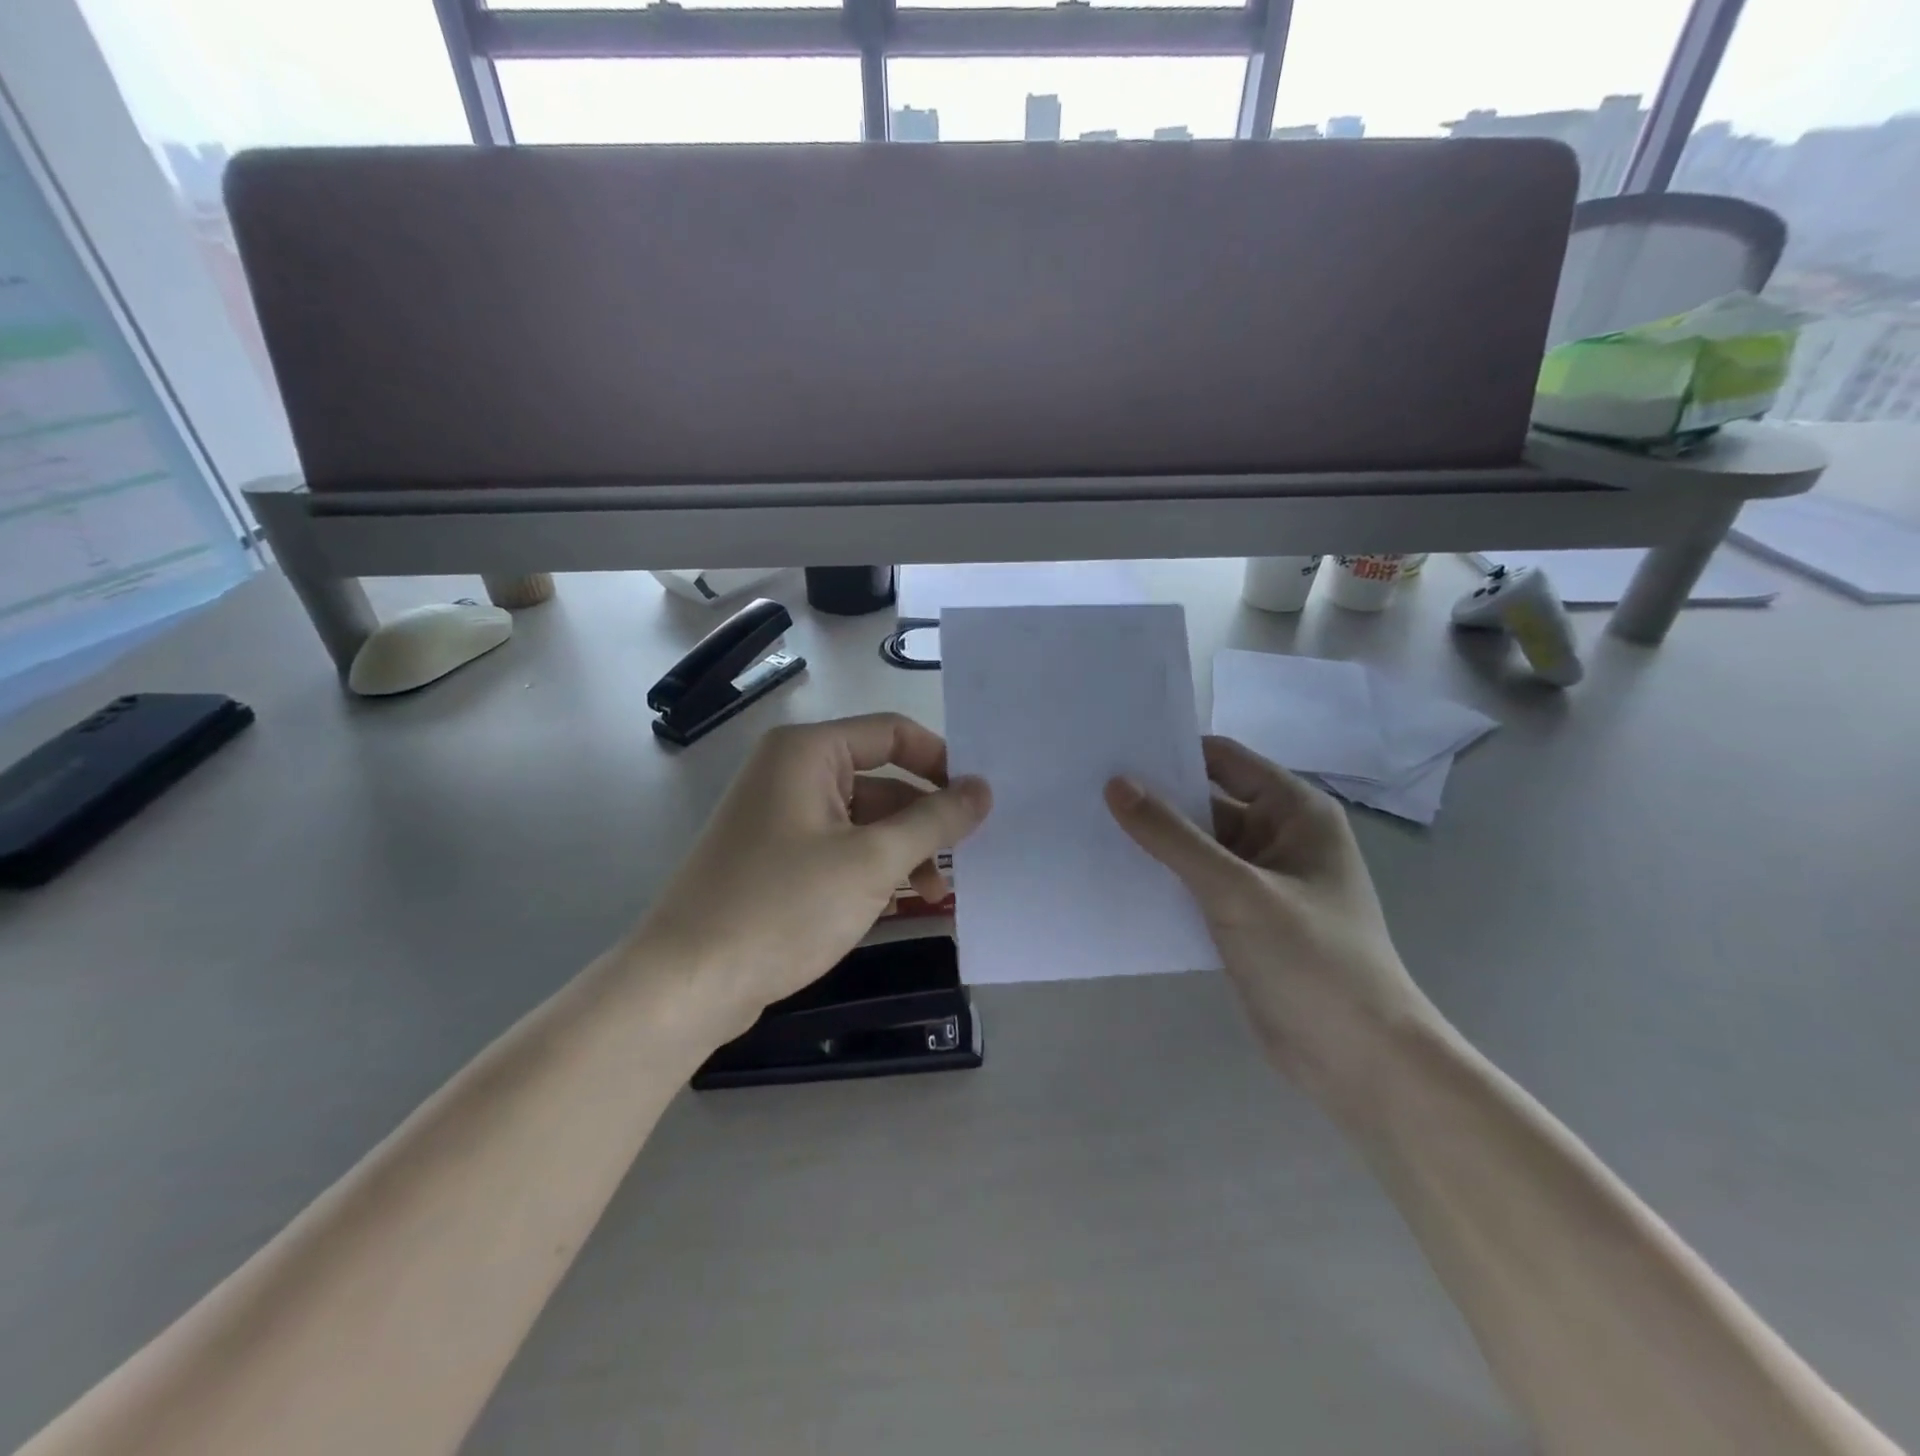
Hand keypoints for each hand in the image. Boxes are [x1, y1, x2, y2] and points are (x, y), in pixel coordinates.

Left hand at [636, 714, 991, 1039]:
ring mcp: (780, 816)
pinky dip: (872, 868)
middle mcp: (791, 772)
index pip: (893, 733)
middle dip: (924, 818)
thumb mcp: (871, 862)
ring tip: (936, 893)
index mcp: (807, 752)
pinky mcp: (775, 857)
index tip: (979, 801)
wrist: (687, 983)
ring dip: (903, 850)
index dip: (942, 761)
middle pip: (880, 778)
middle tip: (968, 856)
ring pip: (862, 819)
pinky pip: (839, 848)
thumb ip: (934, 821)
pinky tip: (901, 902)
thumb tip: (983, 788)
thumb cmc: (782, 907)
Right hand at [1104, 735, 1437, 1113]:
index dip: (1171, 751)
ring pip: (1195, 845)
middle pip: (1205, 800)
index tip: (1111, 751)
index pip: (1222, 759)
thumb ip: (1173, 836)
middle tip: (1086, 789)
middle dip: (1152, 797)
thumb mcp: (1237, 890)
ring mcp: (1259, 879)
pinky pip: (1194, 882)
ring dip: (1153, 840)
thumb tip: (1116, 783)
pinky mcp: (1242, 917)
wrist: (1357, 1060)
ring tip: (1088, 826)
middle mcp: (1277, 835)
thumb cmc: (1310, 960)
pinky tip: (1115, 875)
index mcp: (1293, 811)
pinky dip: (1162, 877)